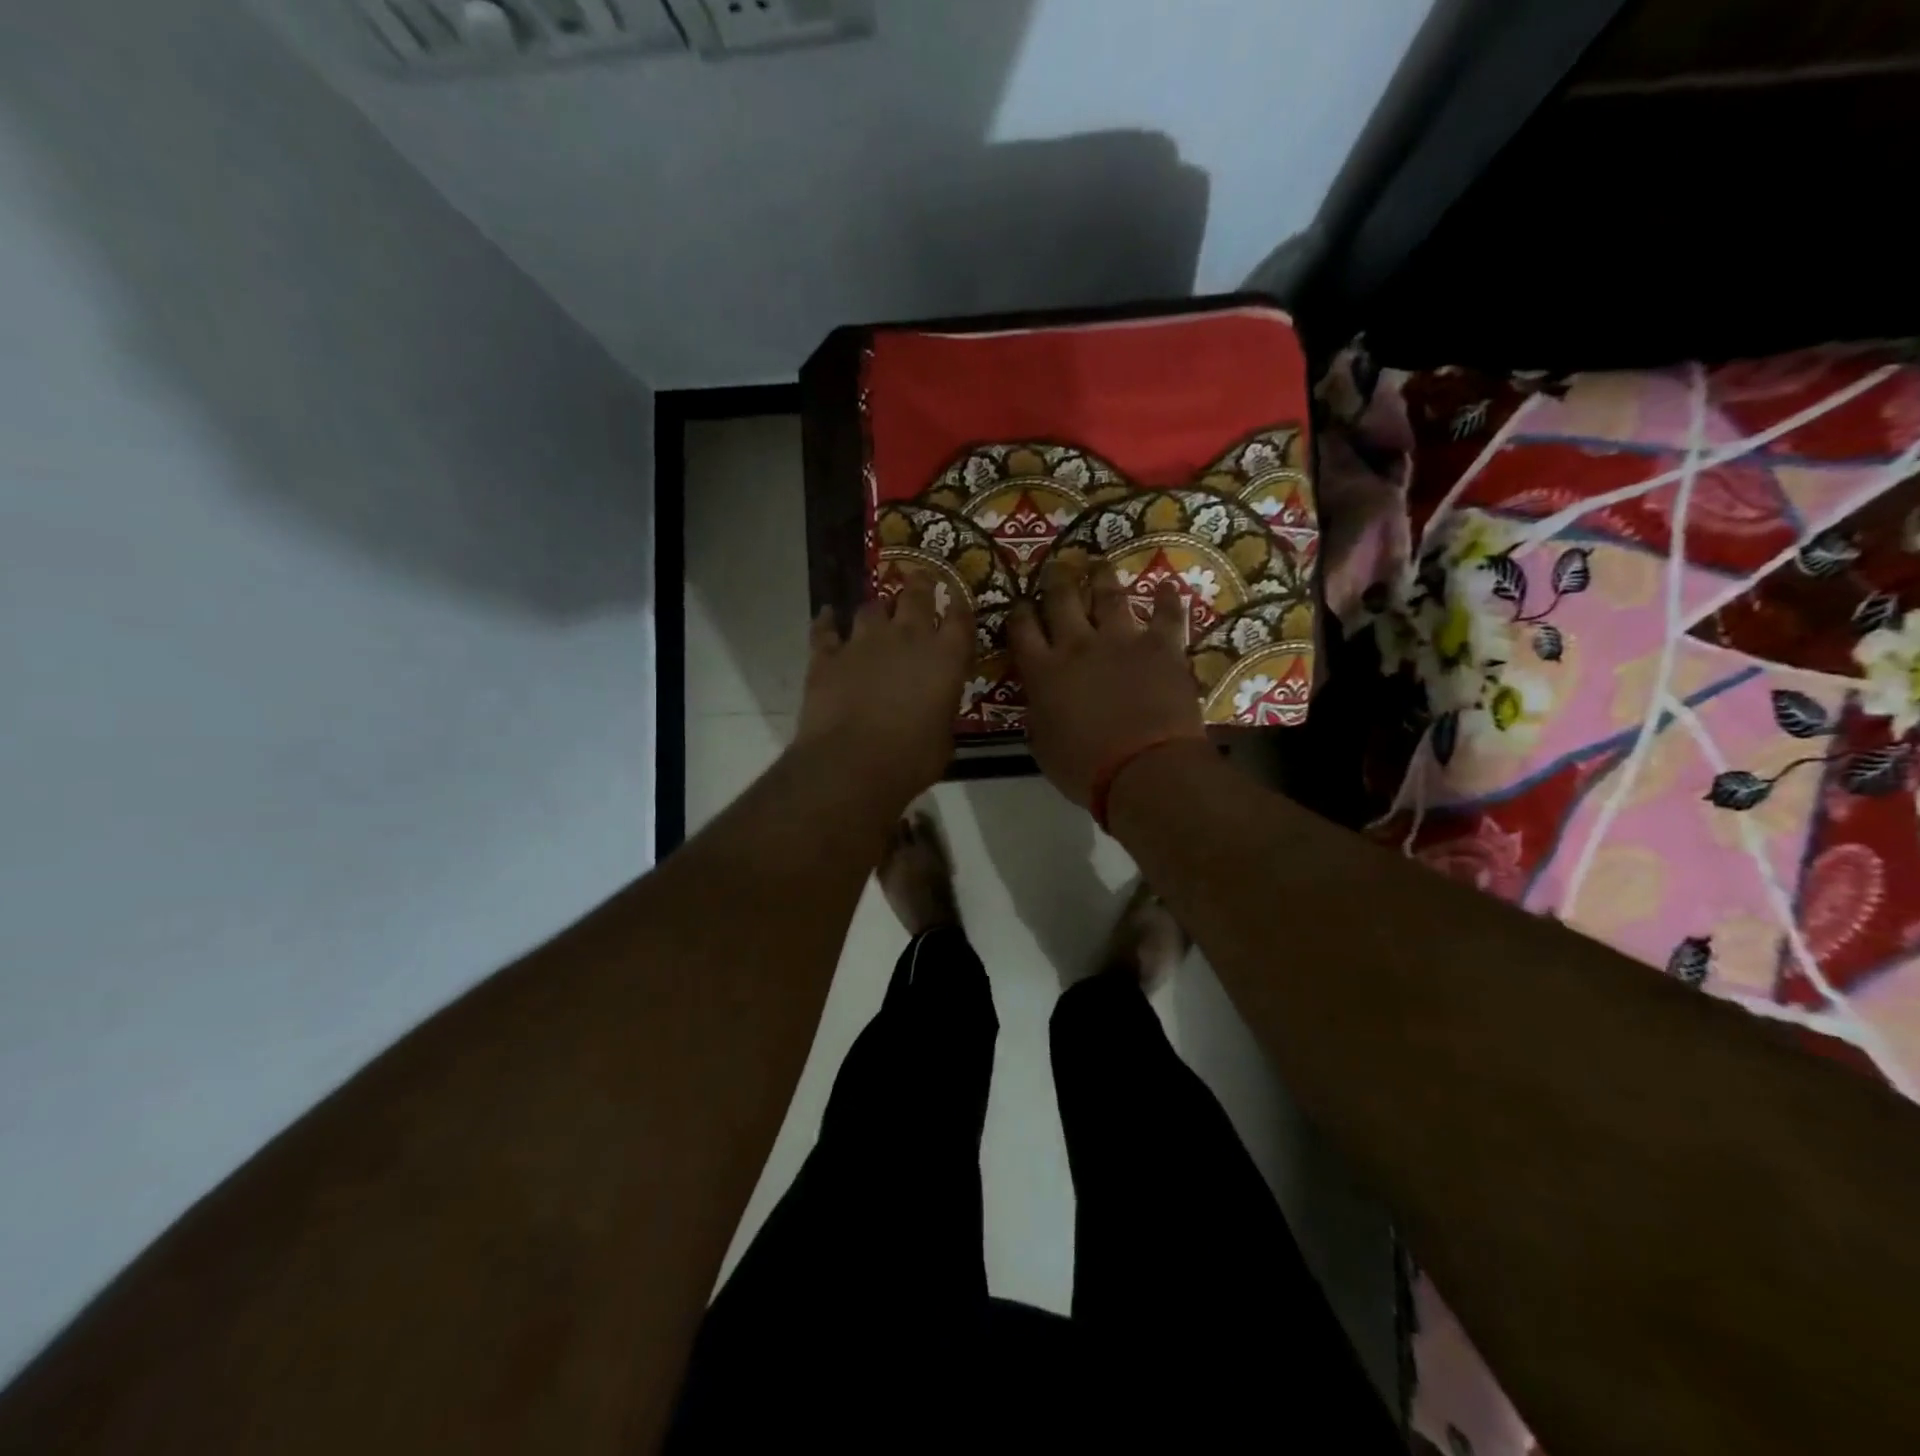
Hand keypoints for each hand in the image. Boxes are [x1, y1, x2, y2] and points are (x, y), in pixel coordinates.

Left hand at [795, 579, 974, 805]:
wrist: (851, 764)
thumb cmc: (911, 760)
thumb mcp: (943, 739)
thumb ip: (941, 712)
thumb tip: (935, 708)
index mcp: (945, 658)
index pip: (960, 619)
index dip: (960, 604)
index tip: (958, 596)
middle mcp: (907, 638)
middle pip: (915, 596)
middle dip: (920, 585)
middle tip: (920, 577)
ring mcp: (863, 643)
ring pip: (871, 607)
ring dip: (877, 608)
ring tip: (877, 609)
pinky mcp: (827, 656)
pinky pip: (825, 629)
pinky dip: (827, 621)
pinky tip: (827, 615)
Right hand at [1009, 559, 1205, 807]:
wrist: (1143, 769)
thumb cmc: (1085, 768)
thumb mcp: (1043, 745)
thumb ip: (1038, 712)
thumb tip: (1039, 698)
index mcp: (1044, 671)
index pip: (1022, 629)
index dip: (1020, 611)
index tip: (1021, 603)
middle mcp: (1078, 645)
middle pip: (1061, 599)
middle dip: (1056, 579)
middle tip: (1056, 567)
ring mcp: (1122, 641)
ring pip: (1109, 596)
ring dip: (1101, 578)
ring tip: (1099, 565)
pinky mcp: (1161, 647)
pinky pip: (1166, 615)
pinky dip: (1167, 599)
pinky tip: (1167, 586)